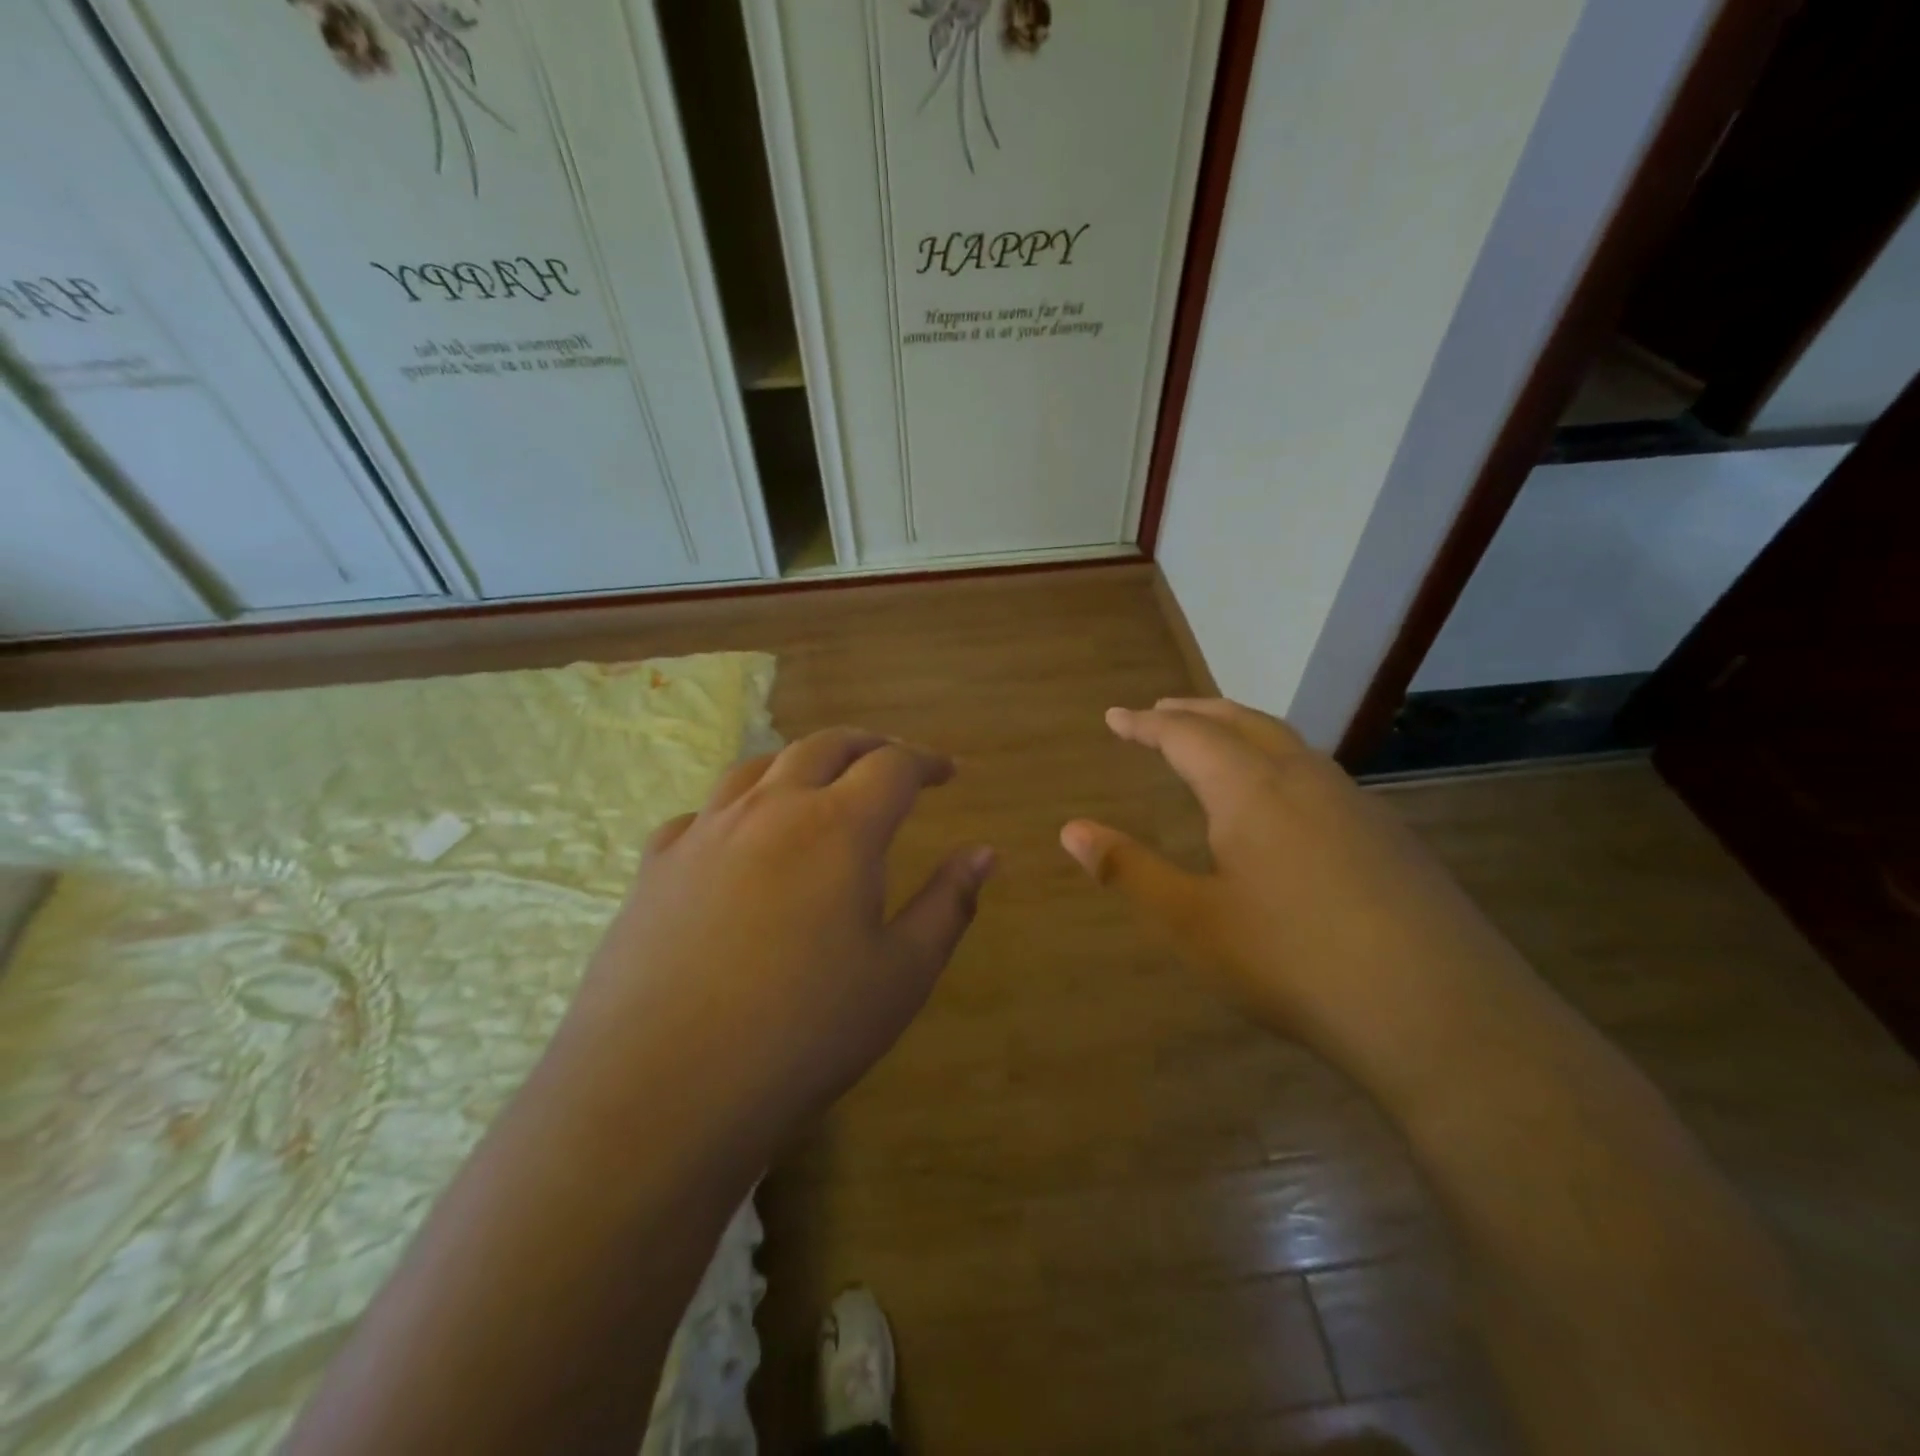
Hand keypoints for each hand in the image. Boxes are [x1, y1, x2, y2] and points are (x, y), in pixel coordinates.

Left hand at [551, 728, 993, 1150]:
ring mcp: (704, 833)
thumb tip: (984, 853)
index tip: (949, 772)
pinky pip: (702, 813)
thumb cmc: (803, 1034)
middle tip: (892, 760)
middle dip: (867, 745)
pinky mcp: (655, 867)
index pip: (893, 766)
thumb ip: (948, 904)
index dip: (927, 762)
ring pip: (758, 767)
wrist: (661, 1091)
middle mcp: (770, 809)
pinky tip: (736, 840)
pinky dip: (735, 808)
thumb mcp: (901, 976)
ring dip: (800, 762)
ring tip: (819, 783)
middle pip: (824, 746)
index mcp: (837, 827)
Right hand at [1060, 699, 1523, 1082]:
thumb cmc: (1293, 962)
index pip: (1186, 736)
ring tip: (1216, 740)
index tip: (1115, 717)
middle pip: (1241, 721)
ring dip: (1242, 730)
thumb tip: (1070, 830)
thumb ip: (1129, 869)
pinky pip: (1319, 774)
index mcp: (1250, 789)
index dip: (1145, 724)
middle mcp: (1304, 778)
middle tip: (1160, 710)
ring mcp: (1356, 803)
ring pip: (1288, 743)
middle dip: (1195, 712)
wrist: (1441, 1014)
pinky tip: (1284, 801)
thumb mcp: (1192, 922)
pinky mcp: (1390, 836)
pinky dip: (1280, 761)